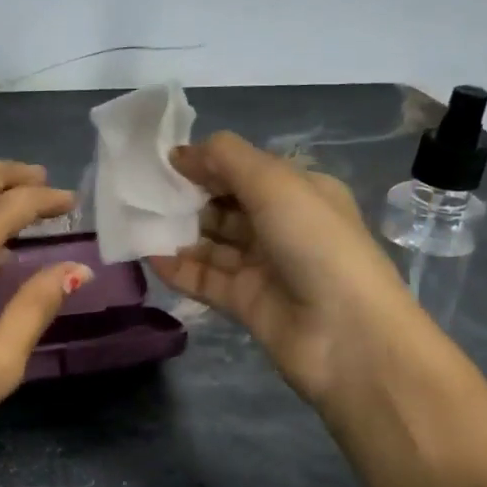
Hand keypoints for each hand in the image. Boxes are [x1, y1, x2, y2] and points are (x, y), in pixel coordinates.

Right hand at [148, 132, 408, 405]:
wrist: (346, 334)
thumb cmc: (316, 243)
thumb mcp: (275, 184)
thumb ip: (226, 160)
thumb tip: (181, 152)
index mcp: (299, 193)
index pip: (245, 171)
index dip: (207, 164)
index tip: (164, 162)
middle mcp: (281, 227)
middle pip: (225, 206)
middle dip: (187, 198)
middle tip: (145, 193)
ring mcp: (263, 267)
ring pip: (212, 244)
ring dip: (178, 233)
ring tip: (139, 222)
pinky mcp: (245, 302)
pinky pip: (205, 280)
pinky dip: (178, 269)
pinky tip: (149, 256)